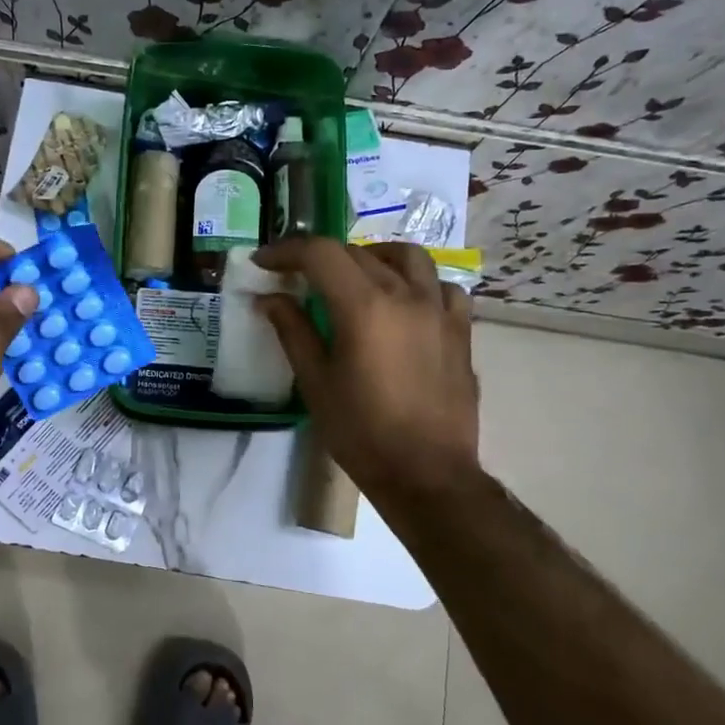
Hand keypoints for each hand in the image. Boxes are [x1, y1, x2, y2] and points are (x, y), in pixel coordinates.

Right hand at [253, 238, 480, 500]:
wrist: (427, 474)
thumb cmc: (362, 432)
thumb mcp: (316, 383)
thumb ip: (293, 331)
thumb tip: (270, 298)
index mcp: (364, 306)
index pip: (320, 254)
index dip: (286, 251)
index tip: (264, 263)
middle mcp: (405, 295)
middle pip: (358, 254)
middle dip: (322, 258)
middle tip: (298, 279)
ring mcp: (439, 311)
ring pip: (409, 258)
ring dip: (374, 258)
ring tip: (356, 277)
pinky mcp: (460, 332)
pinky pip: (443, 288)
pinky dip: (419, 284)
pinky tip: (406, 304)